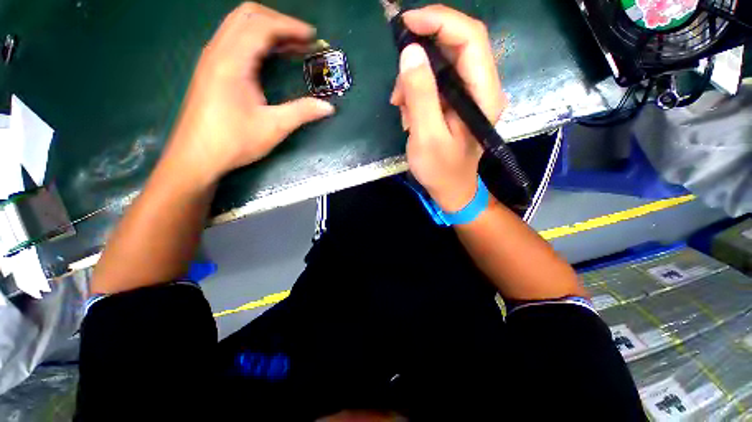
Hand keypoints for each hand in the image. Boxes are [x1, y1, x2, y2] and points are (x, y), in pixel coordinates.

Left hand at [164, 2, 334, 182]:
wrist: (196, 156)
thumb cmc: (233, 141)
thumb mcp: (273, 127)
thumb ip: (302, 112)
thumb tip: (328, 107)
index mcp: (232, 62)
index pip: (262, 26)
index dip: (290, 27)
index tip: (312, 37)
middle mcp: (218, 51)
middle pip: (247, 15)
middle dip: (278, 22)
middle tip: (302, 40)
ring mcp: (211, 58)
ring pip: (238, 25)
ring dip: (266, 29)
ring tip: (291, 47)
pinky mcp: (210, 68)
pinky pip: (233, 40)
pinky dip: (255, 40)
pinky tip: (269, 57)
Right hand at [390, 5, 506, 211]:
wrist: (451, 190)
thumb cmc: (441, 170)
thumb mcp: (426, 136)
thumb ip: (421, 95)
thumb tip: (410, 52)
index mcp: (483, 95)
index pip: (470, 38)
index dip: (440, 21)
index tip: (407, 23)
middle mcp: (482, 88)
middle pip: (455, 47)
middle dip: (421, 56)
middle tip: (399, 80)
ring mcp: (469, 95)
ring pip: (441, 65)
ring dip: (415, 82)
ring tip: (402, 108)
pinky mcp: (456, 102)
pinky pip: (435, 83)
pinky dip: (417, 93)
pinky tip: (409, 115)